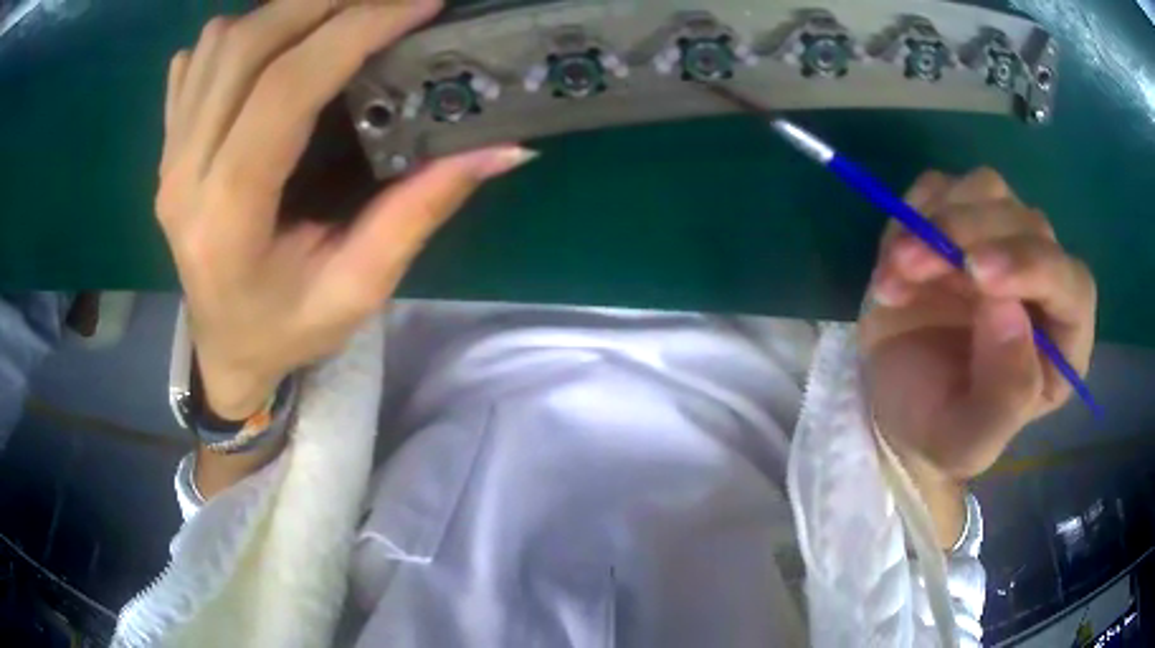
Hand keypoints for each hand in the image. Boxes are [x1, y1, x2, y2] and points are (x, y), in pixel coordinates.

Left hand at [157, 0, 535, 418]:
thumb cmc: (287, 330)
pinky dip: (239, 31)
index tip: (418, 3)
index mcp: (226, 219)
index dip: (354, 32)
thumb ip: (419, 212)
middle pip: (246, 48)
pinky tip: (275, 41)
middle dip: (323, 2)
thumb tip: (499, 147)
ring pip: (218, 43)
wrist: (224, 349)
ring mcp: (168, 157)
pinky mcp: (168, 147)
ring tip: (338, 13)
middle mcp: (183, 177)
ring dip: (283, 11)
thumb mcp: (360, 289)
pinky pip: (195, 61)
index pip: (285, 92)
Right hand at [860, 168, 1095, 485]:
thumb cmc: (938, 429)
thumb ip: (1005, 397)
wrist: (894, 402)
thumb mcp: (968, 441)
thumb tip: (1011, 311)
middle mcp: (1041, 282)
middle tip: (910, 264)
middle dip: (968, 236)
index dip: (1033, 266)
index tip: (977, 273)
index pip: (1072, 285)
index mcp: (1061, 342)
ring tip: (897, 268)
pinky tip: (896, 257)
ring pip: (987, 191)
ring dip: (938, 220)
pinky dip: (914, 211)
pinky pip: (943, 187)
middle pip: (1027, 224)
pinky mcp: (960, 220)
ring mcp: (1001, 242)